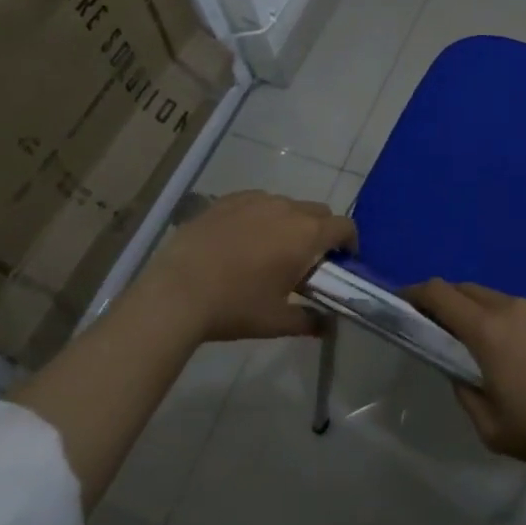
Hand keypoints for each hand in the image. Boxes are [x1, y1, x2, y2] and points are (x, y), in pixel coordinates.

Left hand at [141, 191, 354, 342]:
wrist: (176, 291)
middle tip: (306, 260)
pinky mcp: (228, 199)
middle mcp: (286, 208)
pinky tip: (241, 240)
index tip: (342, 260)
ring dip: (289, 223)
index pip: (344, 226)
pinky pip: (256, 202)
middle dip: (321, 231)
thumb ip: (309, 321)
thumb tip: (328, 325)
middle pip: (318, 211)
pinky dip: (260, 216)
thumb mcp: (276, 322)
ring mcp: (255, 199)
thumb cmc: (235, 307)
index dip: (349, 241)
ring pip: (286, 205)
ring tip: (269, 250)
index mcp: (306, 235)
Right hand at [408, 280, 525, 477]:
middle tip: (444, 331)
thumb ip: (466, 394)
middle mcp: (513, 306)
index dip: (417, 293)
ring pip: (501, 300)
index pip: (440, 294)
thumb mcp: (492, 429)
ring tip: (497, 353)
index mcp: (488, 330)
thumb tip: (461, 373)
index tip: (404, 302)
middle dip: (449, 304)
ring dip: (487, 316)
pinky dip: (519, 324)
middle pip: (469, 291)